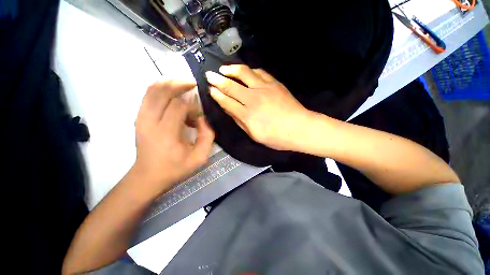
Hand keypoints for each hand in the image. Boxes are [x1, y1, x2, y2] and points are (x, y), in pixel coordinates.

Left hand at [133, 81, 214, 195]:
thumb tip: (203, 118)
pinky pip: (148, 95)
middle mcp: (150, 121)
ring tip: (184, 86)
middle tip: (193, 85)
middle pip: (162, 91)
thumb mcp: (199, 157)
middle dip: (180, 84)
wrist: (148, 176)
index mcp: (166, 133)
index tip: (199, 116)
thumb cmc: (176, 168)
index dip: (193, 107)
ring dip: (169, 84)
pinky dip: (161, 89)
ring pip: (152, 89)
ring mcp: (141, 117)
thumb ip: (207, 136)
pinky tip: (173, 93)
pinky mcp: (139, 117)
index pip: (179, 106)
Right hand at [206, 65, 310, 150]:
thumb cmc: (276, 137)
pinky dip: (250, 70)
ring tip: (224, 69)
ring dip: (232, 69)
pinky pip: (260, 72)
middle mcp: (253, 98)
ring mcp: (265, 88)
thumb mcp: (254, 135)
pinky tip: (246, 71)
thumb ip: (240, 121)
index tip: (210, 89)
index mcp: (247, 114)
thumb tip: (229, 109)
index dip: (217, 94)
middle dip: (218, 79)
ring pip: (244, 73)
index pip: (227, 101)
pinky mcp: (275, 83)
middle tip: (209, 75)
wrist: (299, 128)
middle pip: (232, 86)